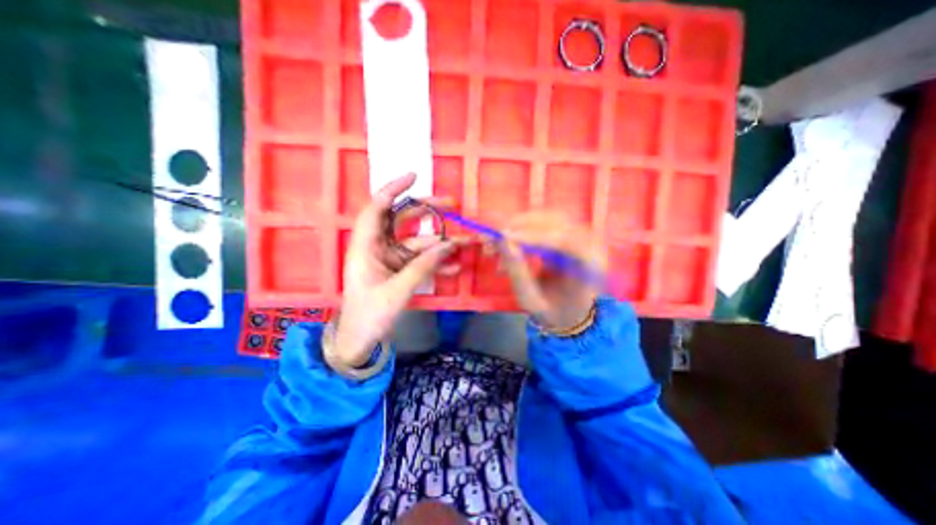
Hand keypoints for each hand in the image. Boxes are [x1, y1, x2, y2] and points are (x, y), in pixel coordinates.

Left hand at [327, 174, 461, 367]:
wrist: (360, 339)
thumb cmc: (370, 315)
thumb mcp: (397, 291)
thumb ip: (423, 267)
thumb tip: (449, 246)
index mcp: (365, 247)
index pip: (377, 209)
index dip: (393, 190)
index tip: (414, 177)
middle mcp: (377, 247)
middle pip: (402, 221)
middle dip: (427, 212)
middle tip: (451, 206)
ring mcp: (390, 259)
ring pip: (417, 242)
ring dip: (439, 243)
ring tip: (463, 244)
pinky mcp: (400, 270)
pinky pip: (420, 261)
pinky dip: (436, 263)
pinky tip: (454, 268)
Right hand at [497, 209, 606, 330]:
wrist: (567, 313)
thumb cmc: (552, 312)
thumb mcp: (531, 299)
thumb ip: (517, 271)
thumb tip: (503, 240)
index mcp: (591, 265)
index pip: (564, 241)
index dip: (532, 236)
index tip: (503, 237)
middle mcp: (590, 244)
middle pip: (554, 222)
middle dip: (519, 227)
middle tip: (491, 238)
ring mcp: (579, 236)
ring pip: (545, 219)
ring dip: (516, 228)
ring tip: (492, 246)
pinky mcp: (566, 233)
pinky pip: (540, 224)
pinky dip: (519, 231)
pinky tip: (504, 245)